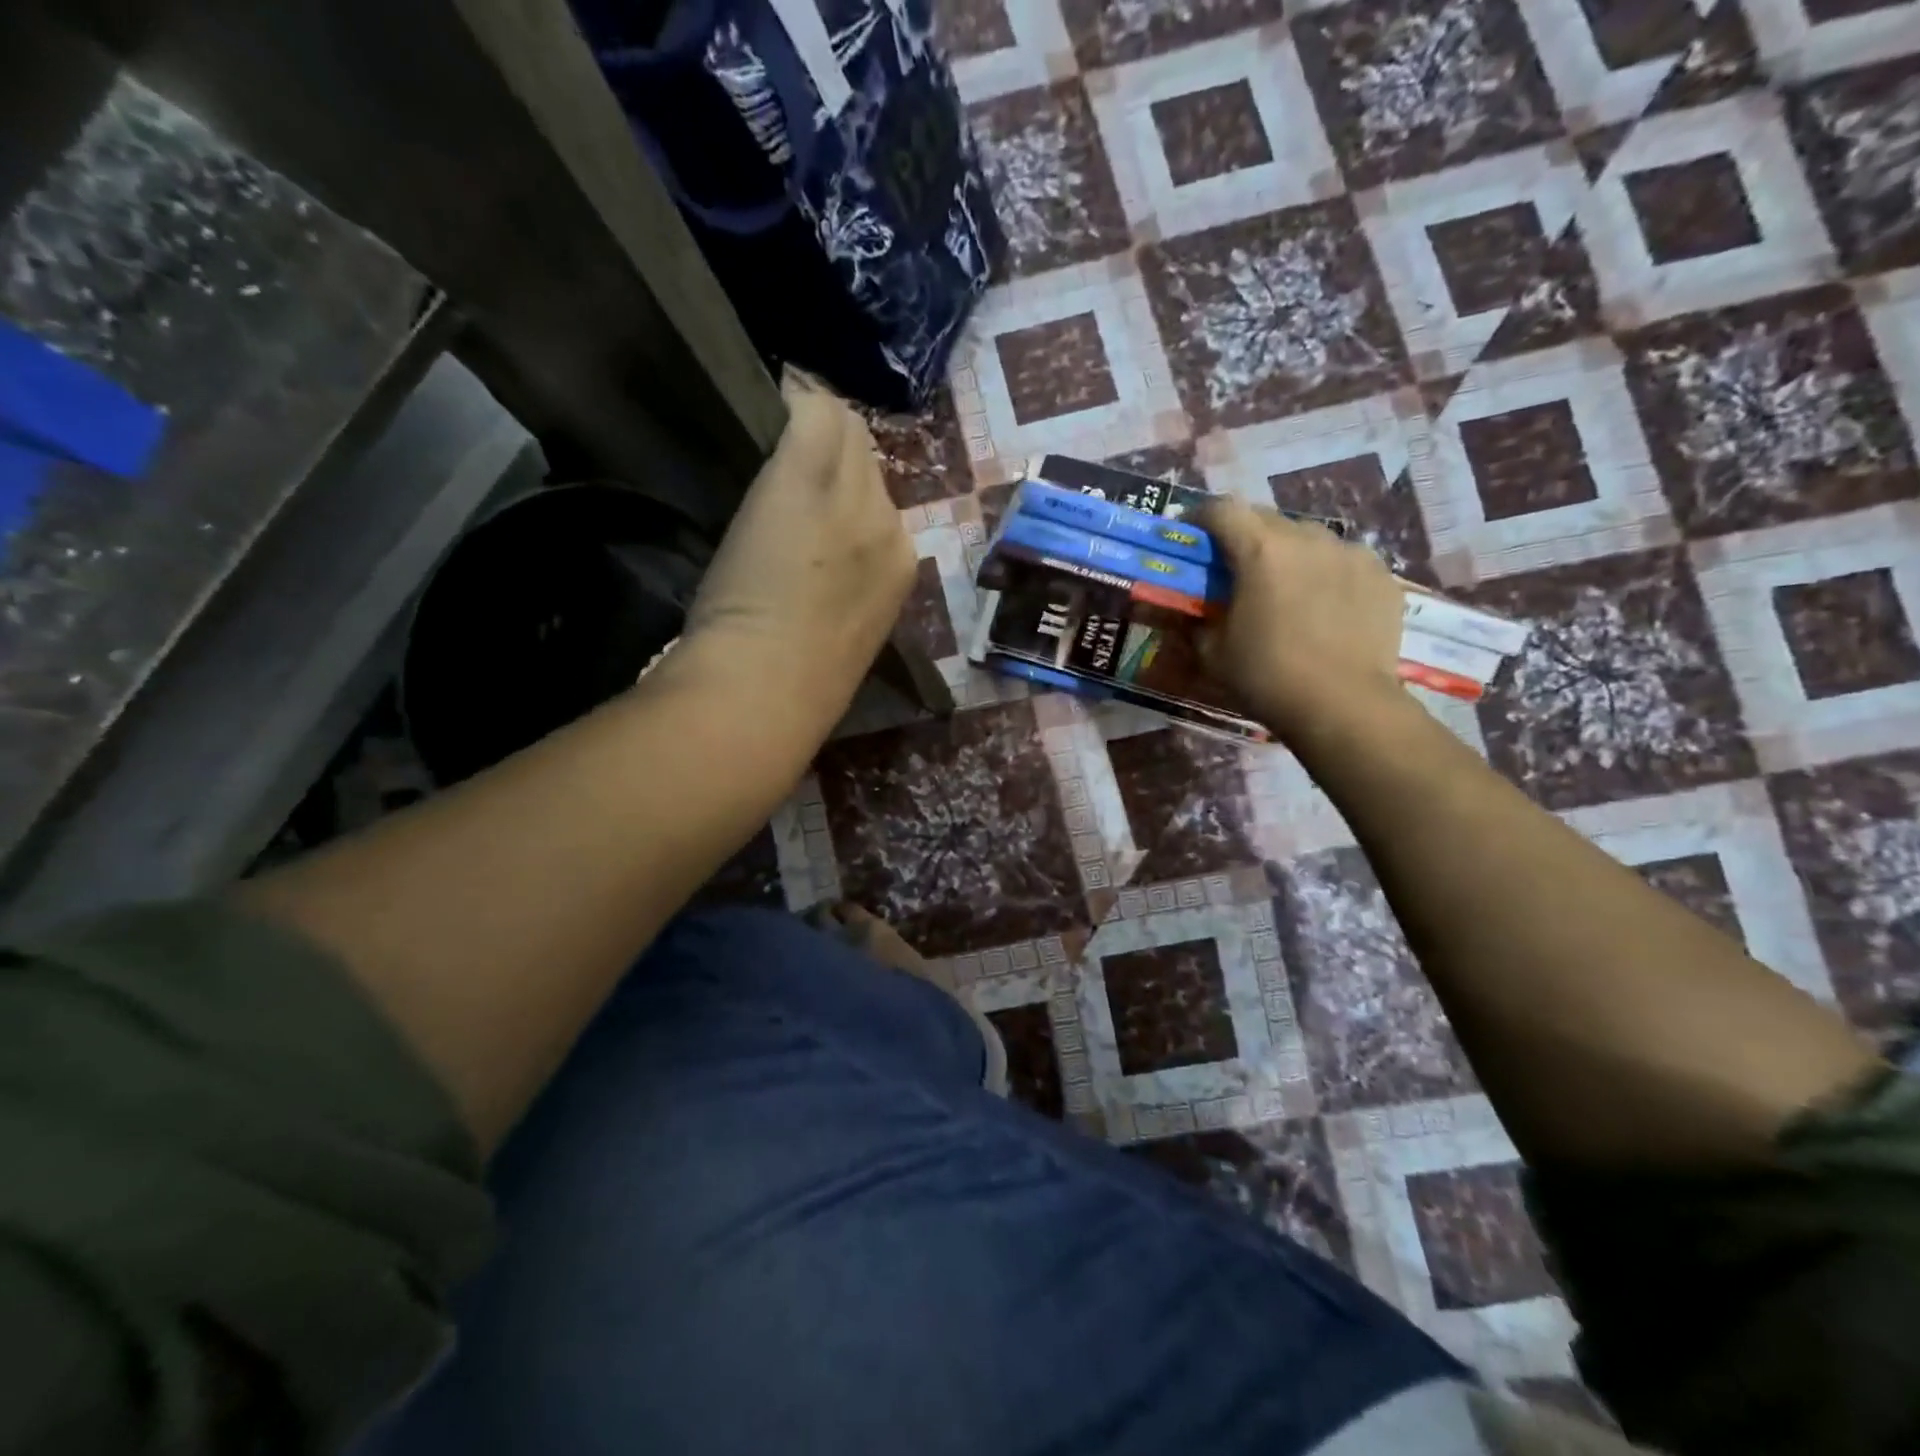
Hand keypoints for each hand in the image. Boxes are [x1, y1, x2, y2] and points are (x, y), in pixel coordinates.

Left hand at [681, 371, 915, 705]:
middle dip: (834, 462)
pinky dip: (792, 403)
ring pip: (845, 431)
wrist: (768, 686)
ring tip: (777, 442)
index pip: (882, 502)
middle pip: (868, 462)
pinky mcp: (808, 473)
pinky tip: (768, 402)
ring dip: (813, 435)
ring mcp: (852, 495)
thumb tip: (826, 565)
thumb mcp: (844, 634)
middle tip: (791, 470)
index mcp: (901, 568)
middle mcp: (890, 523)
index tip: (814, 500)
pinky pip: (812, 411)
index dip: (847, 493)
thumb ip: (847, 589)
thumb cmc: (801, 683)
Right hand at [1192, 496, 1405, 741]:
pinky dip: (1325, 572)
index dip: (1199, 516)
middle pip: (1266, 517)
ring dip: (1287, 551)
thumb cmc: (1267, 677)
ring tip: (1283, 585)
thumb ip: (1197, 619)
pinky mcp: (1381, 574)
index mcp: (1260, 550)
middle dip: (1244, 534)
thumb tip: (1194, 610)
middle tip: (1233, 566)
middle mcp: (1307, 537)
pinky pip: (1343, 560)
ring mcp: (1350, 553)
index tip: (1188, 532)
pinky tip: (1323, 604)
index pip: (1222, 509)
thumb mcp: (1213, 652)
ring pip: (1308, 537)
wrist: (1344, 706)